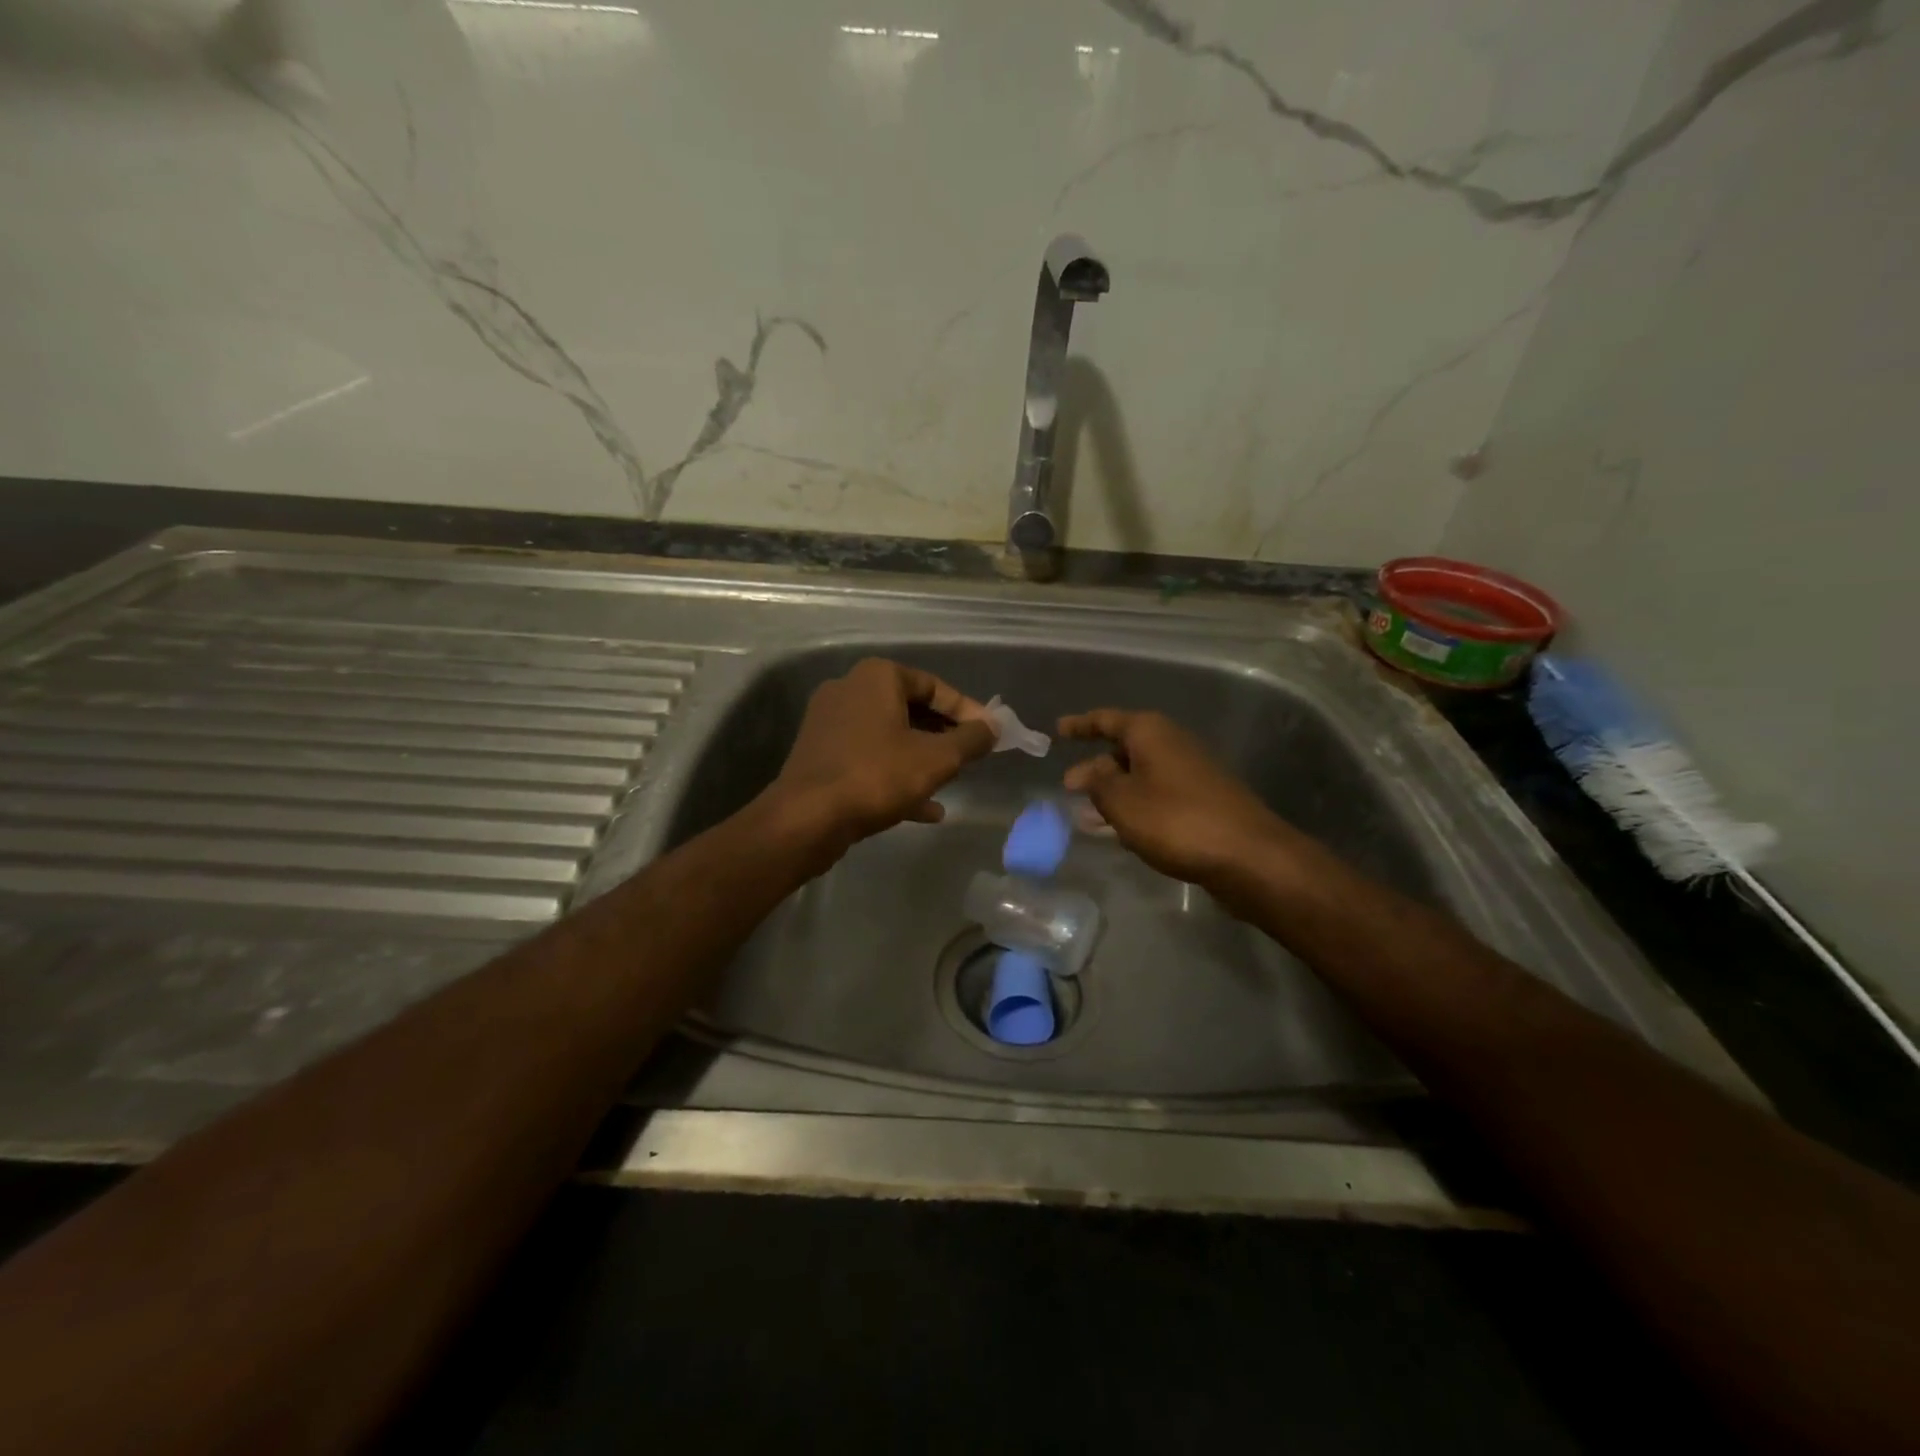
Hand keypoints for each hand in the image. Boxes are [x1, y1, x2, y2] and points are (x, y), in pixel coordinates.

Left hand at [768, 658, 994, 849]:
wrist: (806, 819)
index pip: (934, 686)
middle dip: (943, 735)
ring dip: (921, 759)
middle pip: (910, 709)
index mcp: (877, 677)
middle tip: (970, 757)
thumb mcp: (937, 759)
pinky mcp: (821, 756)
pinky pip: (869, 759)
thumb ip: (971, 739)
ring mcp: (830, 723)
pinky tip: (926, 809)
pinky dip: (896, 776)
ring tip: (951, 782)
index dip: (967, 711)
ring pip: (890, 737)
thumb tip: (993, 727)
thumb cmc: (876, 776)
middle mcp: (849, 690)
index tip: (990, 735)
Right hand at [1058, 709, 1291, 887]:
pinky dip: (1135, 807)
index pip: (1106, 720)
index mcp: (1150, 733)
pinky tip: (1121, 831)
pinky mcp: (1201, 801)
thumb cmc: (1176, 820)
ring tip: (1087, 814)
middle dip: (1096, 767)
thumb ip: (1097, 784)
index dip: (1081, 725)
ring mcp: (1190, 773)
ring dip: (1114, 792)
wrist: (1248, 856)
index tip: (1058, 730)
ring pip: (1140, 776)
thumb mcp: (1122, 801)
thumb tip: (1085, 771)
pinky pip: (1156, 796)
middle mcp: (1171, 744)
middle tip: (1069, 786)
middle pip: (1124, 749)